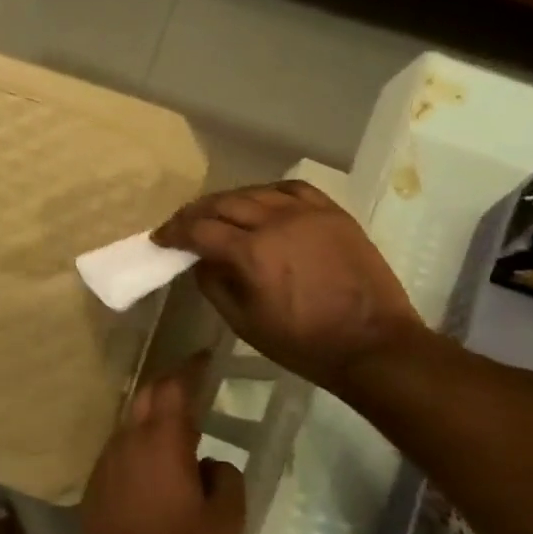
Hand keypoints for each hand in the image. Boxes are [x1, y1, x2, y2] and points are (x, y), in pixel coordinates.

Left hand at [75, 359, 244, 533]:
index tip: (205, 356)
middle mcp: (130, 441)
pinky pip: (123, 445)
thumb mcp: (226, 523)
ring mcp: (108, 460)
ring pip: (132, 420)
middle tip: (195, 382)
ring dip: (155, 413)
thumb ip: (226, 480)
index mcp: (163, 442)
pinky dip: (142, 439)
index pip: (175, 387)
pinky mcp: (98, 481)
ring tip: (181, 424)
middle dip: (171, 383)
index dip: (190, 367)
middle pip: (148, 396)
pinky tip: (157, 461)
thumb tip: (210, 464)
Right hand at [153, 181, 420, 385]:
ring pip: (255, 192)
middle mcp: (276, 222)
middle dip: (195, 213)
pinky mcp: (333, 213)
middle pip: (223, 203)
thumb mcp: (244, 324)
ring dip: (228, 200)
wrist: (372, 344)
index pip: (199, 229)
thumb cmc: (303, 343)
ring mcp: (308, 213)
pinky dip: (267, 193)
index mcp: (251, 253)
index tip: (160, 238)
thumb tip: (199, 261)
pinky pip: (291, 189)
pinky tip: (260, 202)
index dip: (174, 232)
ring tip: (217, 213)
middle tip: (181, 225)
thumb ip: (214, 286)